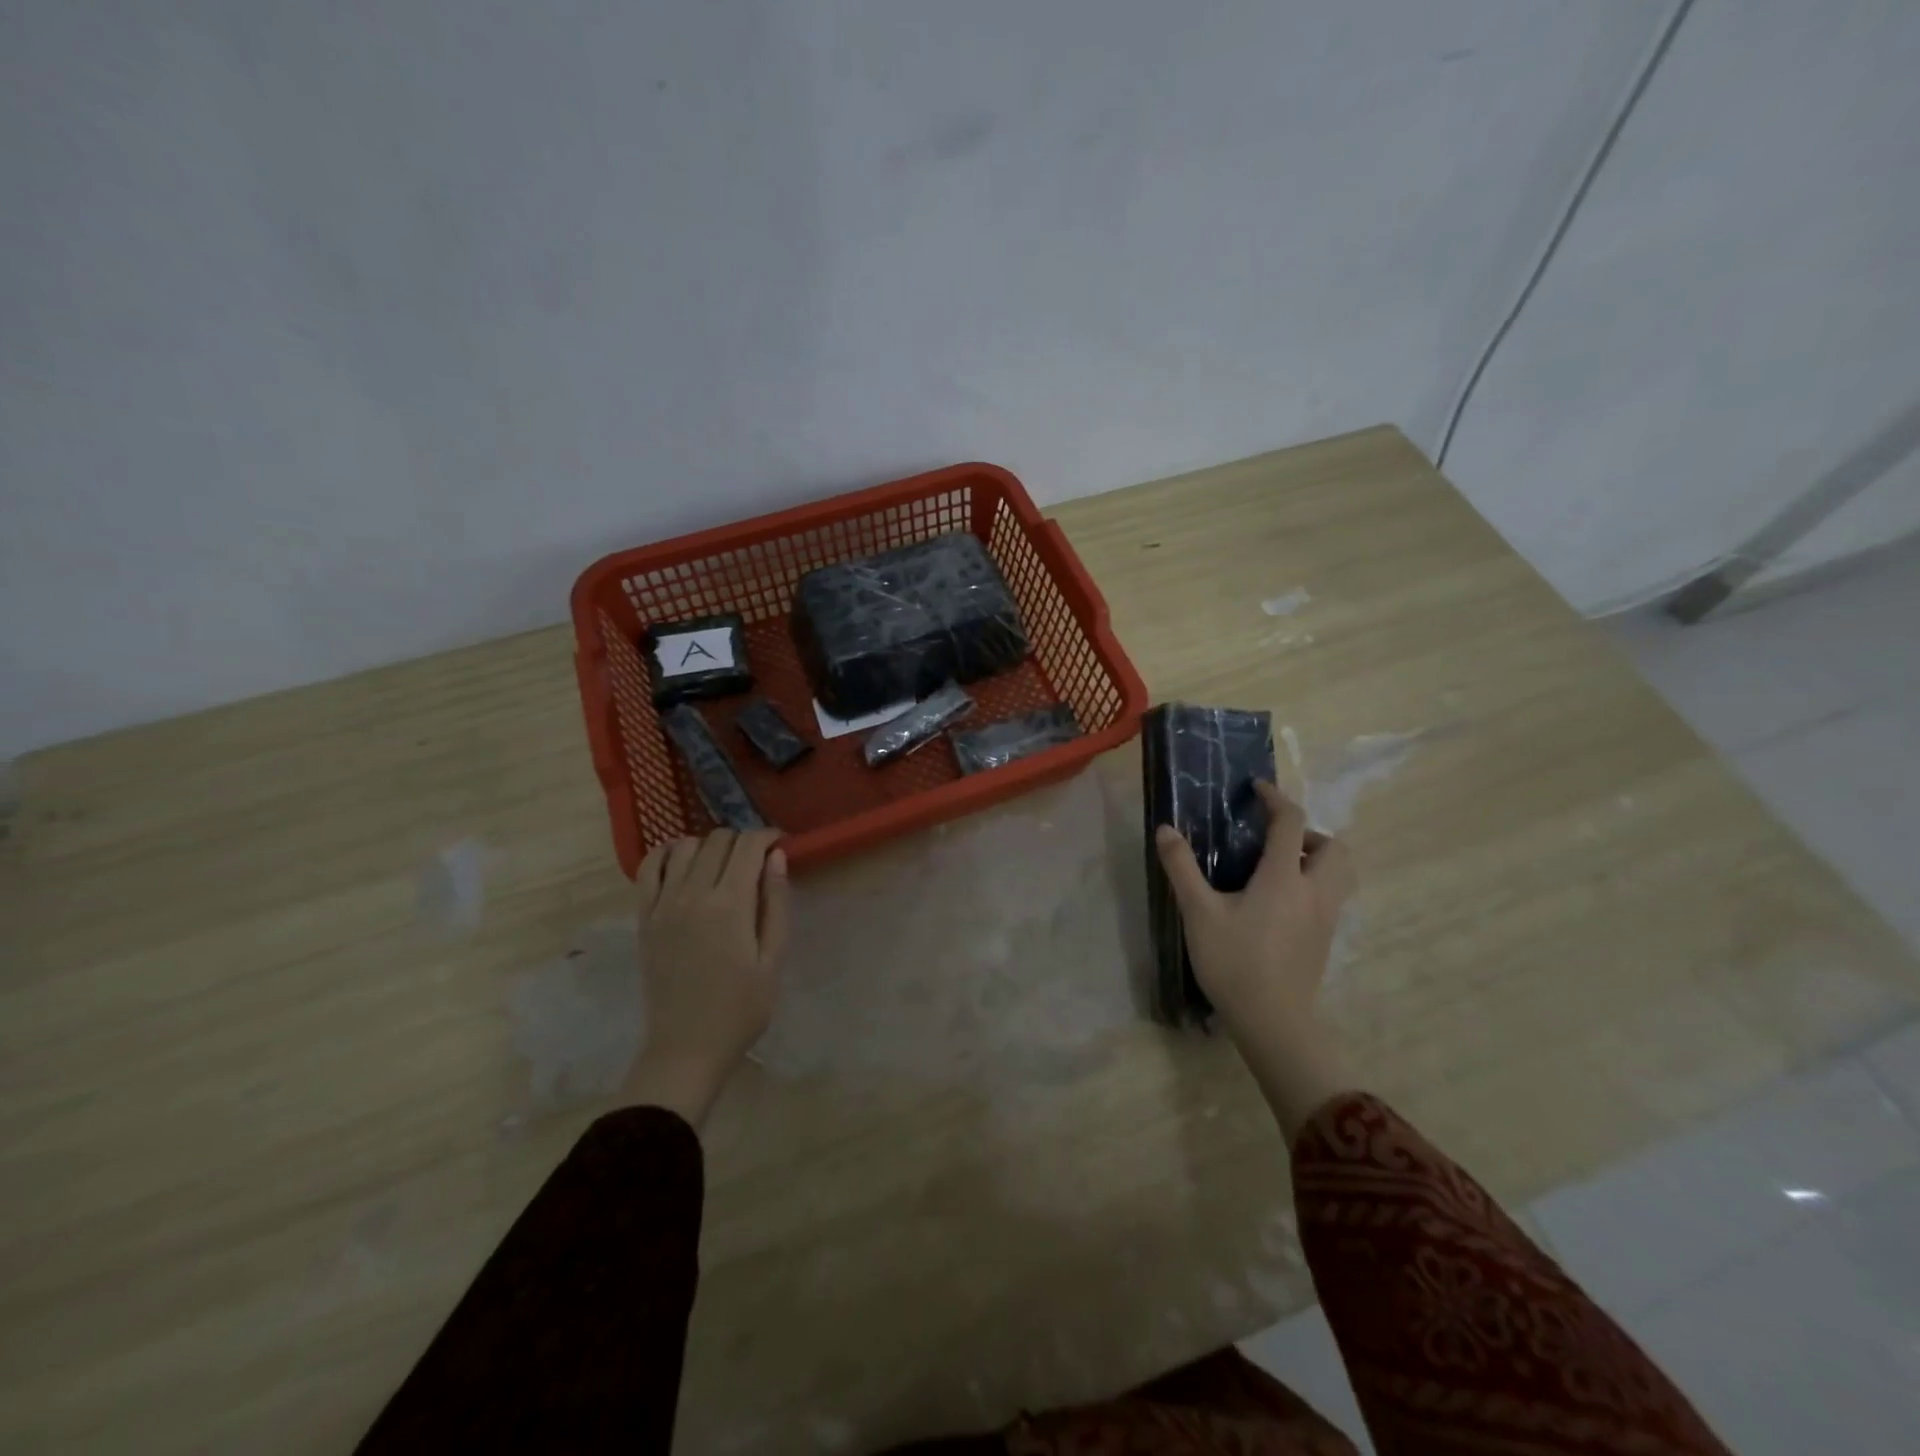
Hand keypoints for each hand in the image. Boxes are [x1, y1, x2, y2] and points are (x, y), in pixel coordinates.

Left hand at [625, 829, 788, 1127]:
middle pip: (719, 840)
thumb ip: (776, 903)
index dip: (768, 837)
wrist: (687, 1048)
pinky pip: (649, 868)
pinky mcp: (644, 917)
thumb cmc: (741, 1008)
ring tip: (724, 864)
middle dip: (743, 840)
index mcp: (731, 904)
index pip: (749, 846)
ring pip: (686, 846)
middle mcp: (693, 893)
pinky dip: (666, 853)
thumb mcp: (773, 958)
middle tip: (757, 859)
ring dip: (709, 845)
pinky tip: (682, 861)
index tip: (781, 844)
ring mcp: (663, 904)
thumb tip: (776, 856)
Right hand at [1154, 782, 1358, 1137]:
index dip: (1276, 799)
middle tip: (1275, 840)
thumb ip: (1182, 867)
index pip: (1291, 822)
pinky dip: (1315, 884)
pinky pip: (1332, 897)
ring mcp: (1326, 918)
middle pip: (1335, 847)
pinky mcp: (1326, 940)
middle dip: (1308, 833)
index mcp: (1284, 878)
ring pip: (1341, 874)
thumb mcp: (1198, 912)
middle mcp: (1314, 892)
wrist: (1272, 1022)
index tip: (1257, 790)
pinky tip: (1280, 903)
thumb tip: (1165, 829)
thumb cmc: (1234, 962)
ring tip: (1279, 869)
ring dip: (1317, 859)